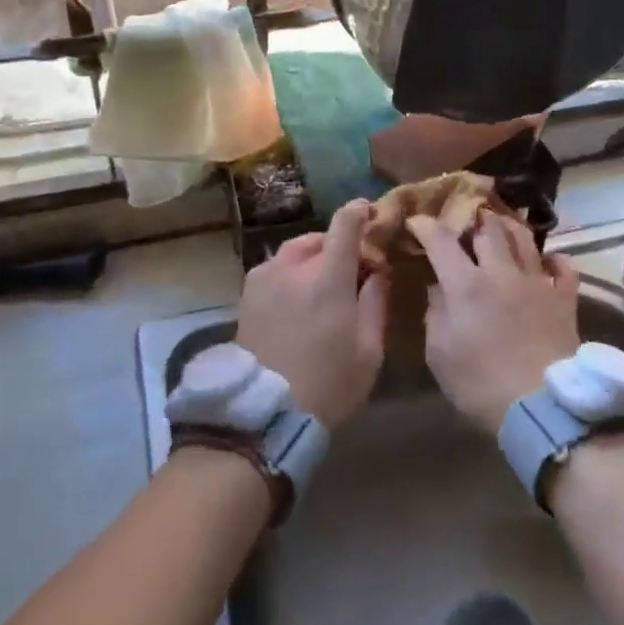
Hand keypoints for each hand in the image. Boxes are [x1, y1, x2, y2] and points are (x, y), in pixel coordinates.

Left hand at [236, 200, 386, 428]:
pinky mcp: (246, 295)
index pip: (345, 224)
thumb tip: (377, 272)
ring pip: (294, 252)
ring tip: (320, 286)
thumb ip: (375, 302)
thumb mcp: (369, 351)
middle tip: (350, 271)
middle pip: (319, 237)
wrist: (265, 412)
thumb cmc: (328, 384)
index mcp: (327, 277)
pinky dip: (290, 273)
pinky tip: (296, 300)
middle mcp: (292, 267)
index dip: (359, 212)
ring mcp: (264, 278)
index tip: (370, 212)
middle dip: (337, 246)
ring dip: (311, 259)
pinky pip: (275, 270)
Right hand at [409, 213, 579, 434]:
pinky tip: (546, 261)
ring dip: (509, 227)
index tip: (417, 222)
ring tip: (500, 225)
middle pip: (489, 230)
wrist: (542, 406)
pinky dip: (553, 258)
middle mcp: (502, 273)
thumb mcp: (440, 354)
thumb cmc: (481, 385)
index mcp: (466, 285)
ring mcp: (537, 283)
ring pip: (524, 239)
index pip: (442, 241)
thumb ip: (436, 314)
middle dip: (474, 218)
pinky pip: (563, 267)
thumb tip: (438, 287)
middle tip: (466, 219)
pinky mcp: (564, 300)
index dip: (426, 226)